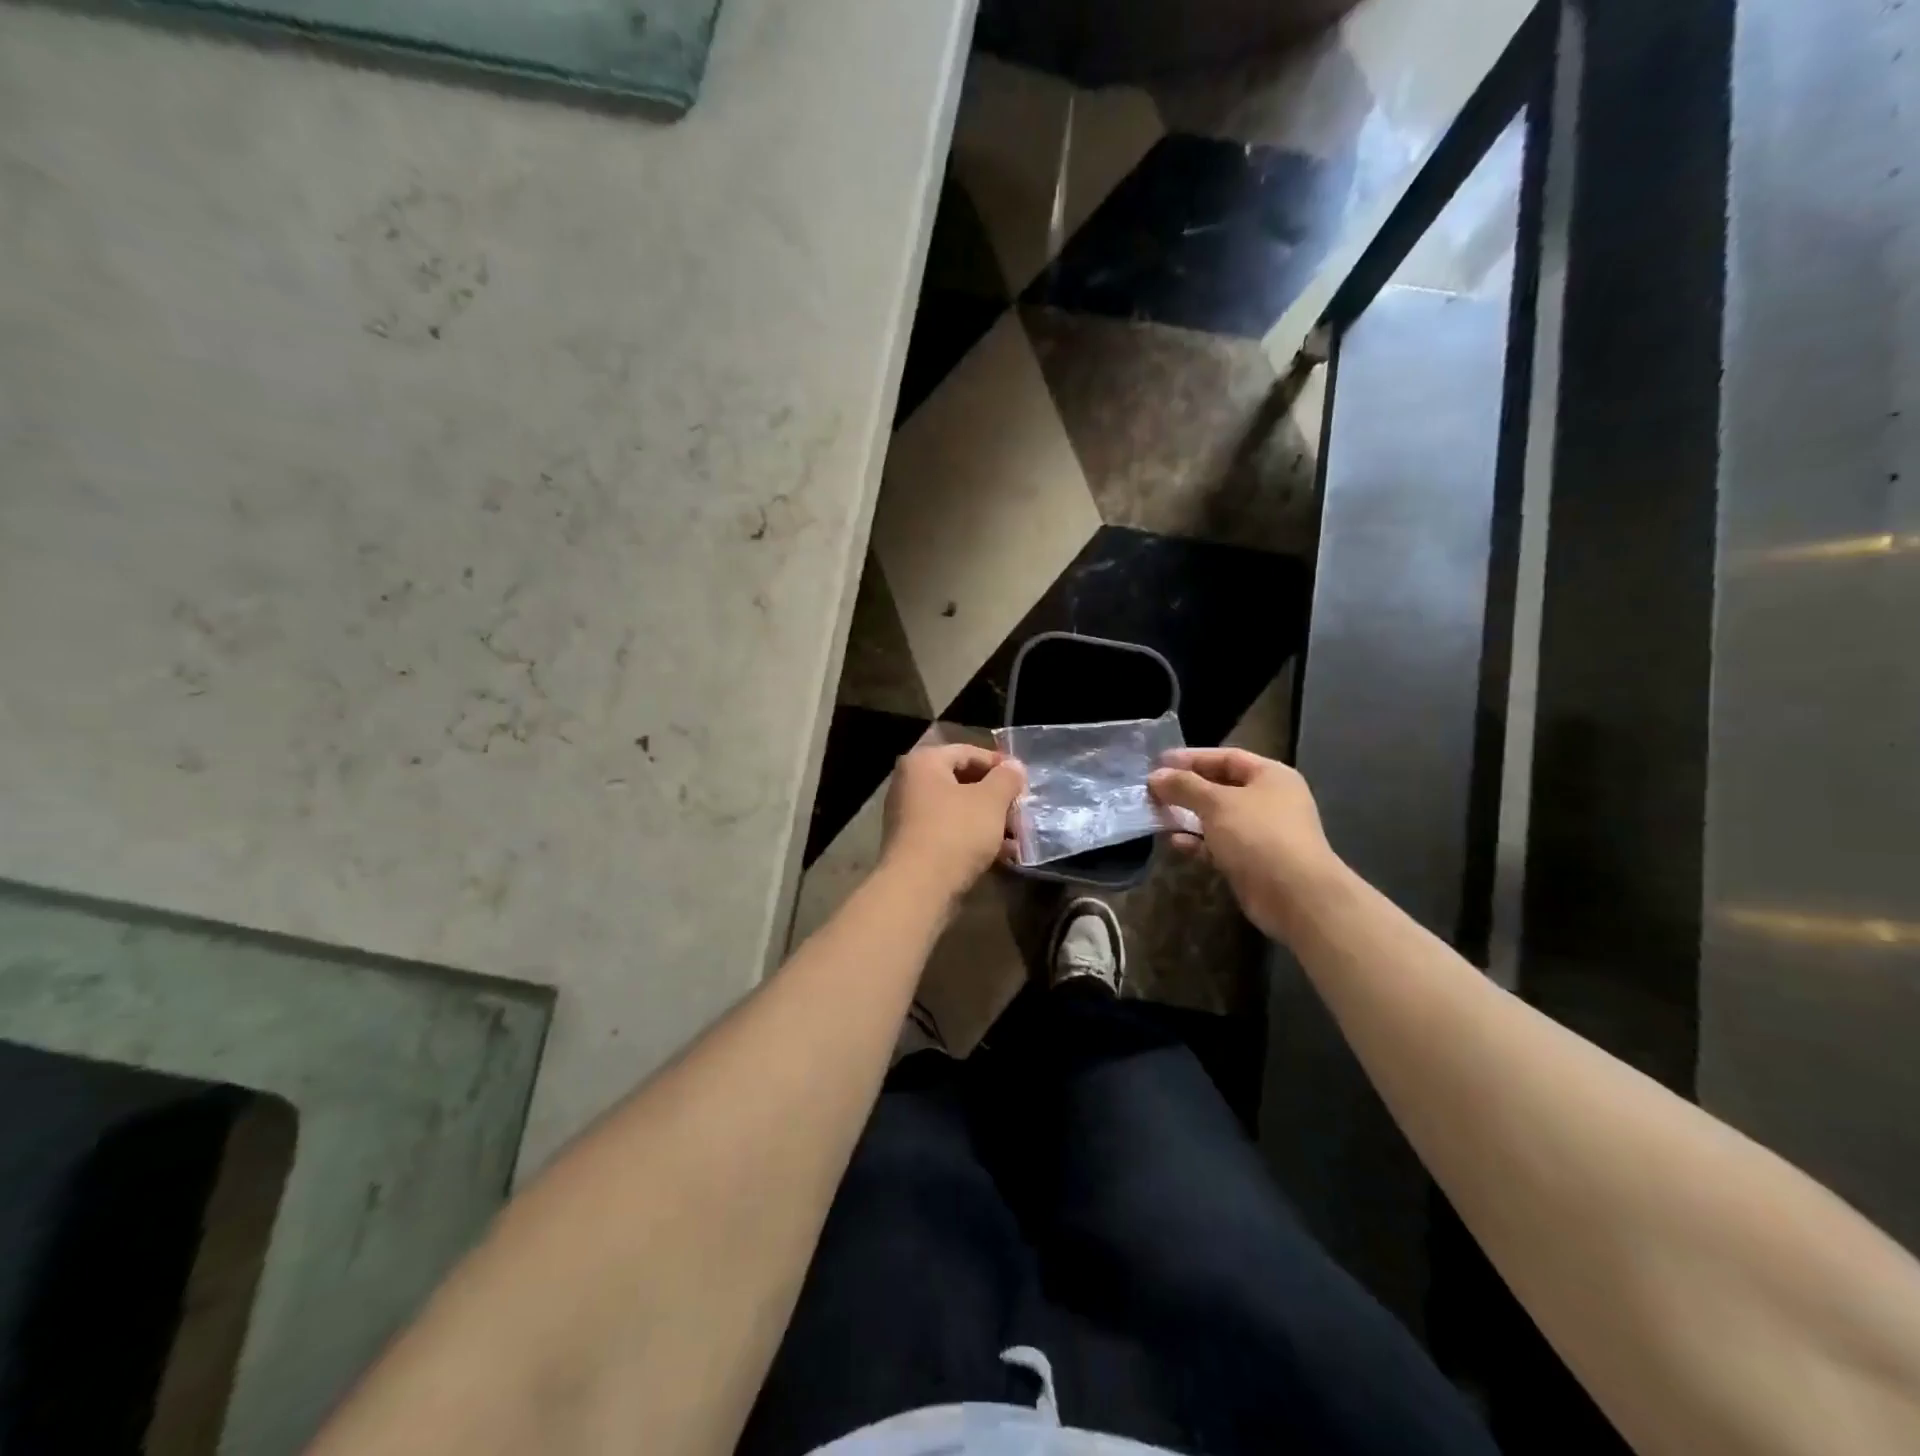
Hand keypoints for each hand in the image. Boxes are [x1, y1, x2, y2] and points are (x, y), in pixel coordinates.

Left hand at [881, 744, 1025, 903]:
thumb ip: (1006, 778)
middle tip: (1022, 809)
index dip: (999, 764)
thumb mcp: (991, 800)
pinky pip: (950, 833)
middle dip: (996, 796)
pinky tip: (1002, 855)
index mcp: (923, 763)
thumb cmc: (956, 832)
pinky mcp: (914, 846)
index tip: (1024, 781)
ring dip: (989, 820)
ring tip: (1017, 835)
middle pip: (962, 782)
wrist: (918, 888)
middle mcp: (910, 784)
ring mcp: (908, 816)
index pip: (967, 752)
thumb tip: (1014, 766)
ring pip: (958, 810)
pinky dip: (974, 839)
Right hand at [1148, 748, 1338, 940]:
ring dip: (1187, 816)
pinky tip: (1175, 843)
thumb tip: (1155, 777)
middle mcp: (1268, 800)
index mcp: (1270, 776)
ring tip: (1156, 815)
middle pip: (1220, 787)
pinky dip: (1197, 842)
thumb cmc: (1258, 835)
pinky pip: (1218, 845)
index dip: (1191, 758)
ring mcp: (1261, 833)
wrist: (1295, 896)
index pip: (1226, 757)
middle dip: (1186, 788)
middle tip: (1152, 790)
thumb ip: (1184, 786)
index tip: (1158, 763)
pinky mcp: (1251, 861)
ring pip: (1216, 818)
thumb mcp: (1217, 803)